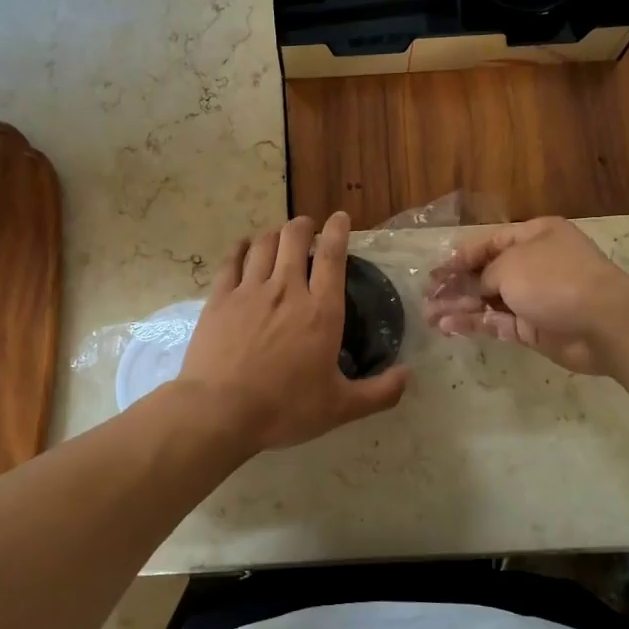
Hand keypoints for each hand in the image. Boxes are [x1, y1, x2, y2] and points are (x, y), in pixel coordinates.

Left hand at [177, 213, 411, 453]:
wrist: (220, 411)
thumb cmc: (285, 409)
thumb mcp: (340, 408)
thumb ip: (380, 393)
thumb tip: (409, 374)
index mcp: (321, 311)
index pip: (332, 256)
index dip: (338, 230)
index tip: (340, 218)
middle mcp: (286, 290)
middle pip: (294, 238)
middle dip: (304, 225)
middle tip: (308, 228)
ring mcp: (249, 290)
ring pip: (264, 243)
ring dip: (275, 233)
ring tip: (279, 236)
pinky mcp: (220, 298)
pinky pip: (232, 259)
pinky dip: (242, 247)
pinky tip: (245, 246)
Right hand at [424, 217, 628, 375]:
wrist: (602, 322)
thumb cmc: (554, 279)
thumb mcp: (510, 265)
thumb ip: (484, 276)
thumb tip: (476, 290)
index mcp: (534, 236)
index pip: (489, 242)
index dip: (461, 256)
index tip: (436, 271)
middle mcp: (534, 263)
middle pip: (486, 273)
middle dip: (456, 284)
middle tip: (427, 295)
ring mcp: (535, 297)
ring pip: (488, 300)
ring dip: (459, 307)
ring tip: (429, 315)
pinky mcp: (534, 328)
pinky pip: (497, 322)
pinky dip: (474, 324)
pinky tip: (448, 327)